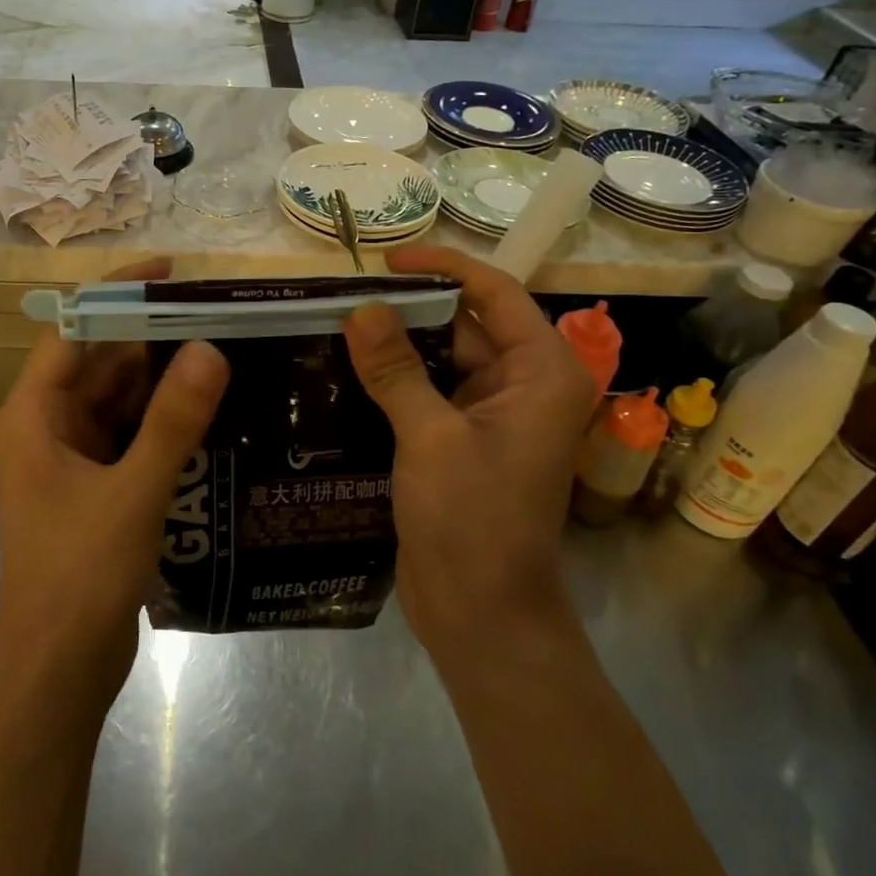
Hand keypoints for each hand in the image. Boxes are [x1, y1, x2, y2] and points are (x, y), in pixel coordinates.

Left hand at [0, 259, 229, 706]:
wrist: (58, 670)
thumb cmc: (80, 576)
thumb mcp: (133, 492)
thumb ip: (172, 420)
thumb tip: (210, 347)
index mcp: (34, 414)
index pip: (74, 328)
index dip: (119, 293)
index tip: (172, 271)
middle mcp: (47, 425)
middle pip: (101, 361)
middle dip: (153, 336)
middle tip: (218, 313)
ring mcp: (71, 457)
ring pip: (120, 399)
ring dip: (163, 378)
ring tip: (225, 349)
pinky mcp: (95, 486)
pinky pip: (131, 434)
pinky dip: (164, 420)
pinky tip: (211, 409)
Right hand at [342, 246, 592, 670]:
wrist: (482, 614)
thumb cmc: (473, 522)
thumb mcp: (430, 437)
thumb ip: (396, 370)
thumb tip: (361, 308)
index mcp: (541, 372)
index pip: (495, 293)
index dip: (443, 268)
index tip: (386, 260)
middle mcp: (523, 385)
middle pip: (465, 324)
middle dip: (409, 308)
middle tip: (344, 293)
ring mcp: (492, 415)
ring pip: (441, 359)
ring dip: (396, 344)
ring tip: (334, 324)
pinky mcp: (462, 440)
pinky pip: (428, 392)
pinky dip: (393, 380)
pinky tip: (344, 371)